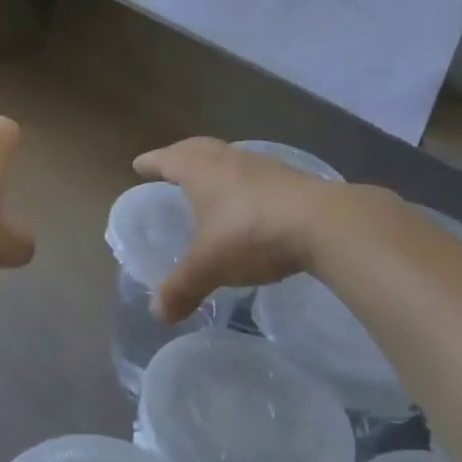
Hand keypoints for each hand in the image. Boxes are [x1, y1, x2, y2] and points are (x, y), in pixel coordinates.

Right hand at [135, 137, 393, 322]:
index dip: (151, 162)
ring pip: (228, 156)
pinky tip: (247, 197)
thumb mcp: (210, 266)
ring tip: (208, 178)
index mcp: (201, 172)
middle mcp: (228, 160)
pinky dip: (241, 178)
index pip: (168, 160)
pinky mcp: (290, 178)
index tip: (138, 164)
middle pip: (197, 148)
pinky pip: (254, 171)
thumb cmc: (252, 235)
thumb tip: (157, 314)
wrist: (323, 223)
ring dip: (213, 162)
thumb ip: (182, 288)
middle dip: (180, 154)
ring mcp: (262, 166)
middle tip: (168, 163)